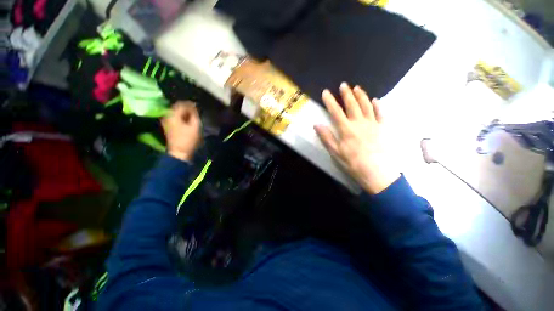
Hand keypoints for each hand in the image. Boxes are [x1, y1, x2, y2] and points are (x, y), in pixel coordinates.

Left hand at [162, 101, 200, 161]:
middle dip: (186, 107)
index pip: (181, 104)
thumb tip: (193, 107)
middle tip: (195, 110)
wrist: (179, 152)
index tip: (197, 105)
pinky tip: (186, 119)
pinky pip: (173, 116)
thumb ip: (194, 114)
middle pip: (176, 106)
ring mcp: (165, 121)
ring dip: (183, 112)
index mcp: (173, 114)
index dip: (190, 103)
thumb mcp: (195, 126)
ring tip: (192, 114)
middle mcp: (166, 115)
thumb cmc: (188, 139)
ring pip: (175, 111)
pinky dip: (180, 116)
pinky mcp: (167, 125)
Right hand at [315, 83, 399, 194]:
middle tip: (343, 85)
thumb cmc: (353, 163)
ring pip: (367, 106)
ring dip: (361, 96)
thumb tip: (317, 125)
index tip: (326, 92)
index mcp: (346, 130)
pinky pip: (381, 114)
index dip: (330, 101)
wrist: (377, 172)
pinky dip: (378, 105)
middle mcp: (359, 123)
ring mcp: (373, 124)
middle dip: (346, 94)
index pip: (336, 112)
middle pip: (352, 105)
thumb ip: (327, 137)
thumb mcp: (335, 153)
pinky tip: (376, 100)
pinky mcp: (383, 128)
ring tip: (357, 88)